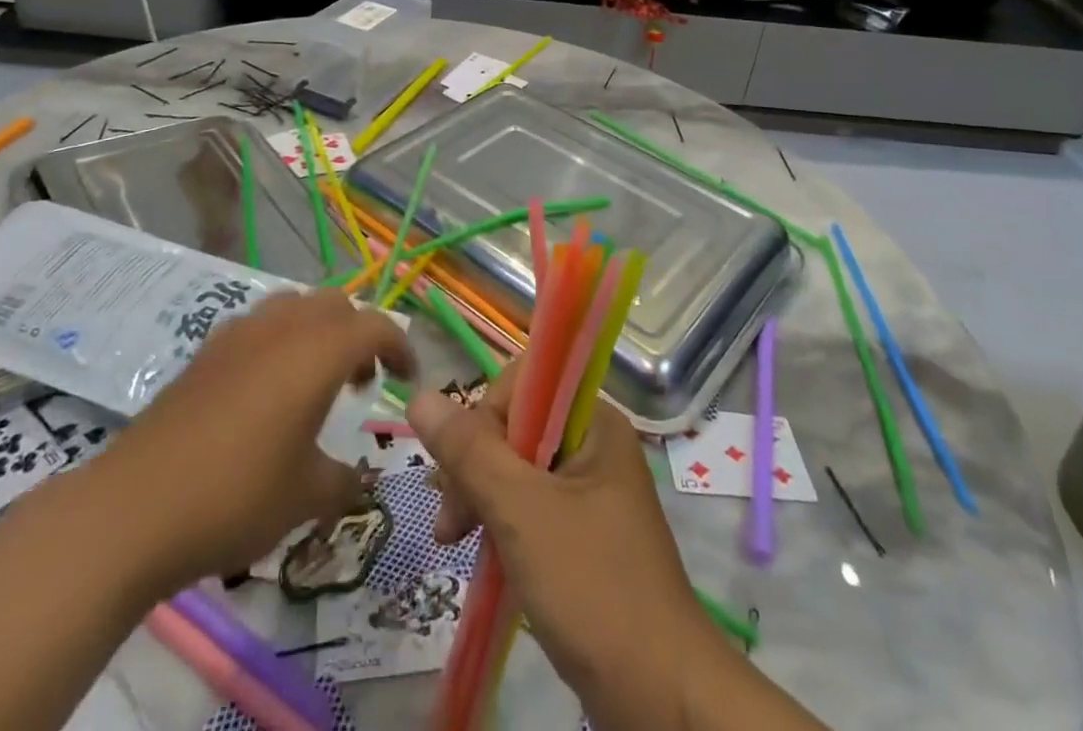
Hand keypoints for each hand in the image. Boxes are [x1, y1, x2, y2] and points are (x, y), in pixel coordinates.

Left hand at [96, 289, 414, 589]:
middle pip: (335, 304)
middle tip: (361, 381)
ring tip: (314, 379)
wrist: (133, 508)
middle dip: (358, 333)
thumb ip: (344, 482)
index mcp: (318, 352)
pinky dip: (279, 340)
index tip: (407, 378)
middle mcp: (283, 327)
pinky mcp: (206, 351)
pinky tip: (265, 390)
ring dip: (317, 330)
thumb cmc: (236, 496)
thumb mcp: (306, 497)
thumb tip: (359, 481)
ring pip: (294, 305)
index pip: (375, 326)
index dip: (400, 347)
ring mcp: (239, 333)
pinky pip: (259, 325)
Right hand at [407, 368, 711, 730]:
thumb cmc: (592, 588)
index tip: (462, 473)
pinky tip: (480, 550)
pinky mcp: (584, 529)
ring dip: (480, 496)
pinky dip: (500, 520)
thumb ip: (469, 452)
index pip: (522, 384)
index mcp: (593, 420)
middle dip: (474, 466)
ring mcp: (590, 488)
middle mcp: (593, 442)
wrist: (662, 698)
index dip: (484, 418)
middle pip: (515, 424)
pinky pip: (530, 501)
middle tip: (451, 522)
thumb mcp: (521, 512)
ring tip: (453, 540)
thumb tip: (419, 397)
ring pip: (517, 466)